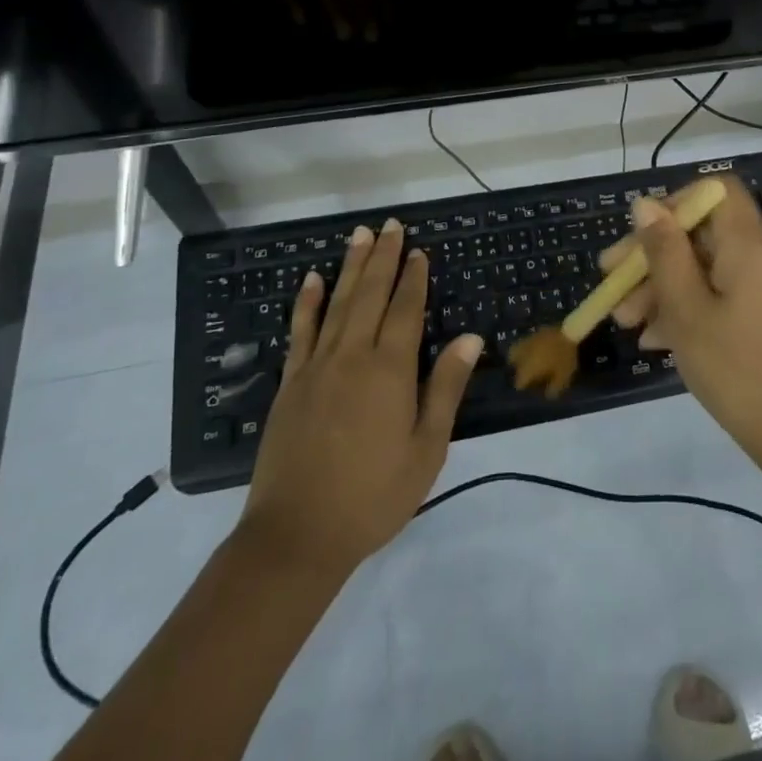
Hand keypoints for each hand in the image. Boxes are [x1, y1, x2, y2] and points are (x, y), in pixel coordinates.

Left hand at [240, 219, 481, 574]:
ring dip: (350, 267)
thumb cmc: (373, 495)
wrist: (297, 535)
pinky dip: (307, 302)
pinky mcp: (291, 383)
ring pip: (337, 303)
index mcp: (389, 370)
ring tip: (359, 235)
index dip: (413, 278)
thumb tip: (469, 337)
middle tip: (390, 225)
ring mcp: (316, 366)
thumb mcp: (426, 449)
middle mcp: (352, 355)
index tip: (418, 250)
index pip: (405, 310)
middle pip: (370, 294)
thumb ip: (445, 387)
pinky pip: (300, 331)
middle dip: (382, 258)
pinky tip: (311, 279)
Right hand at [602, 180, 761, 466]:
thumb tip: (646, 204)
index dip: (675, 202)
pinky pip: (721, 292)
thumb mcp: (686, 309)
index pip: (716, 190)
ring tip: (625, 320)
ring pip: (706, 267)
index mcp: (751, 245)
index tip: (642, 234)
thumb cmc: (735, 368)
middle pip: (703, 233)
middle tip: (611, 280)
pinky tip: (654, 338)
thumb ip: (664, 251)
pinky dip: (688, 305)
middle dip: (654, 255)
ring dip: (663, 287)